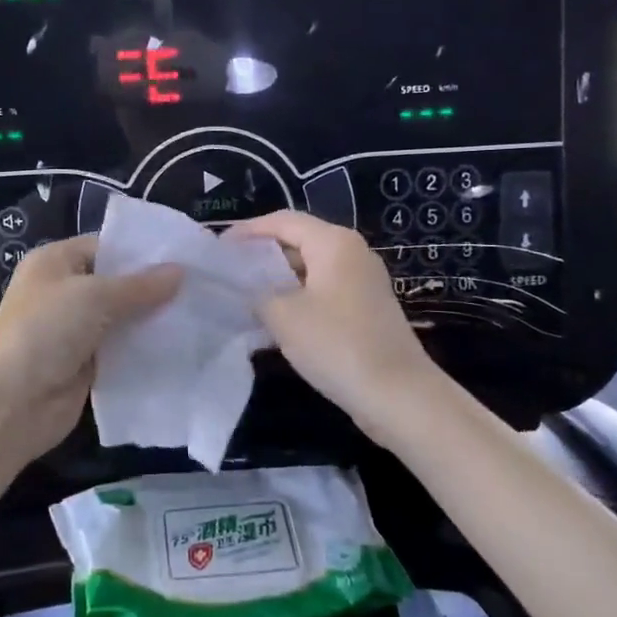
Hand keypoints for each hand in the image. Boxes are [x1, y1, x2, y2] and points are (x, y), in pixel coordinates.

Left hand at [0, 236, 180, 461]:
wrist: (12, 402)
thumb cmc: (46, 330)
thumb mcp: (94, 296)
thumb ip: (140, 286)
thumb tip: (180, 271)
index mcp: (55, 262)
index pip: (105, 247)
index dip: (142, 252)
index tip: (185, 257)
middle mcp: (63, 292)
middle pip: (116, 284)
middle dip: (153, 288)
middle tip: (200, 286)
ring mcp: (74, 330)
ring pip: (122, 318)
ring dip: (151, 320)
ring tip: (199, 315)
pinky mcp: (85, 364)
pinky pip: (121, 350)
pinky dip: (144, 349)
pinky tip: (180, 346)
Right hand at [227, 210, 439, 445]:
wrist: (399, 396)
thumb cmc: (337, 344)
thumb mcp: (283, 316)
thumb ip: (256, 293)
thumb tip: (243, 287)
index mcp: (333, 242)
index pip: (281, 220)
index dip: (246, 231)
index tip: (217, 247)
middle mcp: (351, 252)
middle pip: (297, 241)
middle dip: (260, 255)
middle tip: (226, 272)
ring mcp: (361, 281)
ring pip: (308, 269)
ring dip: (276, 280)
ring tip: (242, 296)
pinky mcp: (365, 309)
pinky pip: (322, 291)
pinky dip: (295, 298)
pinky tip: (272, 321)